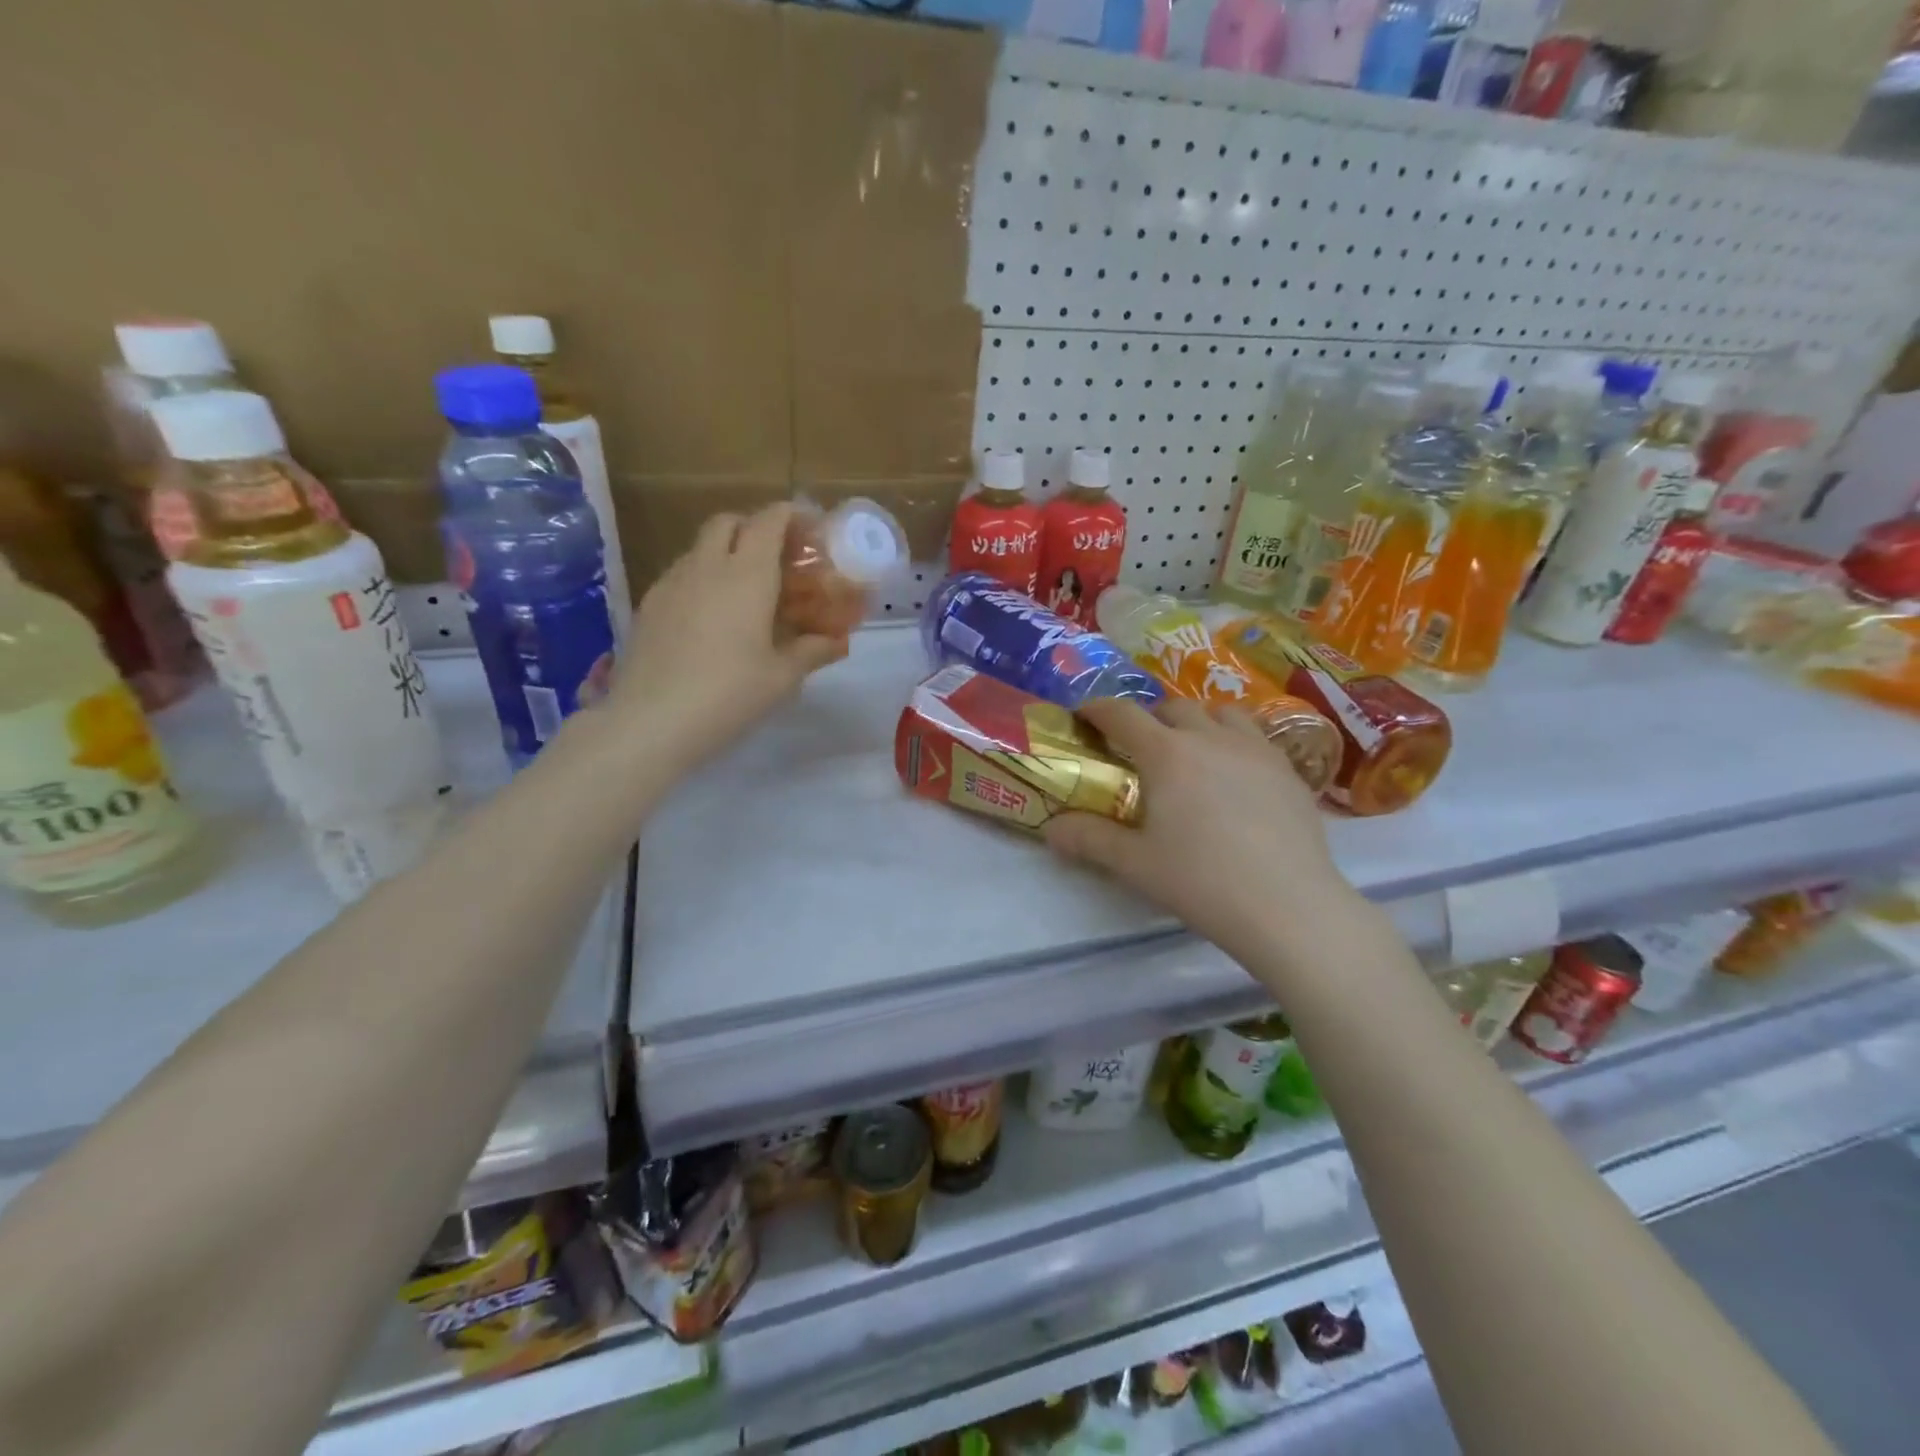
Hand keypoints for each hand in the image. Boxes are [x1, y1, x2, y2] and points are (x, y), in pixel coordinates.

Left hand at [602, 503, 844, 776]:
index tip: (810, 533)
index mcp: (748, 575)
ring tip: (746, 592)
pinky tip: (712, 617)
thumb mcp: (781, 678)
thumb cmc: (729, 695)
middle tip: (777, 560)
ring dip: (727, 553)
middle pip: (729, 522)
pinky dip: (703, 578)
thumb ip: (812, 651)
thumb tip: (837, 642)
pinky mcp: (649, 605)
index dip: (792, 517)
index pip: (770, 520)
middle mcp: (708, 566)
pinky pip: (682, 574)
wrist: (651, 722)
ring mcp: (672, 583)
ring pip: (701, 548)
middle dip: (755, 528)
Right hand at [1043, 697, 1354, 965]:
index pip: (1122, 714)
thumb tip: (1050, 829)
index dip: (1097, 709)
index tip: (1084, 716)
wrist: (1289, 907)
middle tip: (1139, 747)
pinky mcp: (1289, 770)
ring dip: (1197, 722)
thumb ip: (1088, 839)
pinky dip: (1235, 743)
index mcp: (1167, 753)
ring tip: (1192, 751)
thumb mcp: (1134, 864)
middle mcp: (1211, 738)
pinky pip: (1256, 738)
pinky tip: (1236, 778)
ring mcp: (1256, 750)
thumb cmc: (1202, 882)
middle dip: (1149, 717)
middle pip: (1173, 707)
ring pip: (1221, 713)